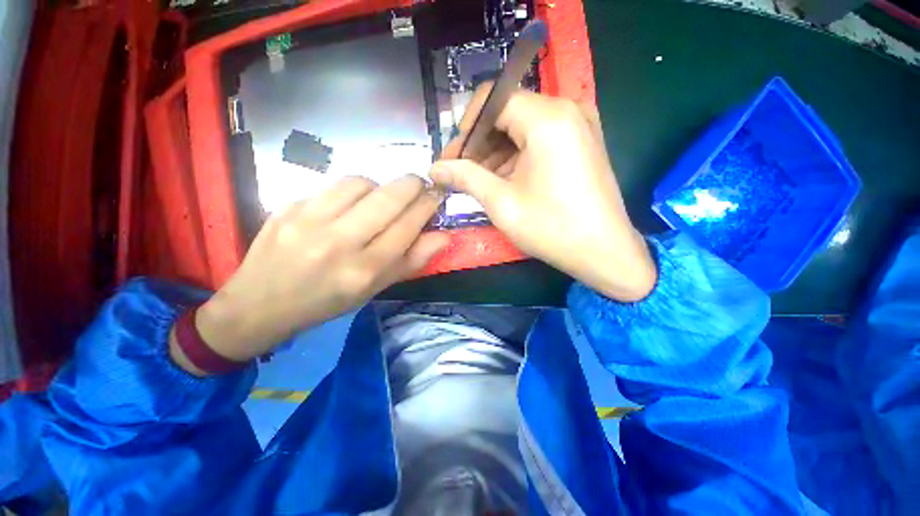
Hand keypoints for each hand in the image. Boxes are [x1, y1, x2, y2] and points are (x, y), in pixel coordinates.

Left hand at [171, 176, 448, 374]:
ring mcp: (310, 220)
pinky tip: (351, 204)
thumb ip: (412, 261)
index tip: (437, 195)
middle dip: (414, 185)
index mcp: (363, 271)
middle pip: (389, 198)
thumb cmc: (327, 302)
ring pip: (362, 183)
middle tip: (421, 186)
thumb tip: (444, 235)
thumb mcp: (375, 289)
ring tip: (382, 199)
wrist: (261, 304)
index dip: (428, 205)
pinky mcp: (289, 206)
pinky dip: (354, 190)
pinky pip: (335, 186)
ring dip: (382, 186)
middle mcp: (339, 243)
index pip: (408, 226)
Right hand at [432, 88, 655, 301]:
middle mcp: (567, 110)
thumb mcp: (501, 202)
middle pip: (508, 112)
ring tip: (478, 180)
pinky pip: (540, 139)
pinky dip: (517, 156)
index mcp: (548, 118)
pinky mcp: (582, 142)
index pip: (494, 99)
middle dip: (480, 142)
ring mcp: (579, 125)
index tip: (452, 156)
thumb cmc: (551, 228)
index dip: (467, 126)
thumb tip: (435, 168)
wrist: (604, 252)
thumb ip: (465, 177)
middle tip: (459, 171)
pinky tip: (503, 179)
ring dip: (496, 151)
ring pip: (523, 127)